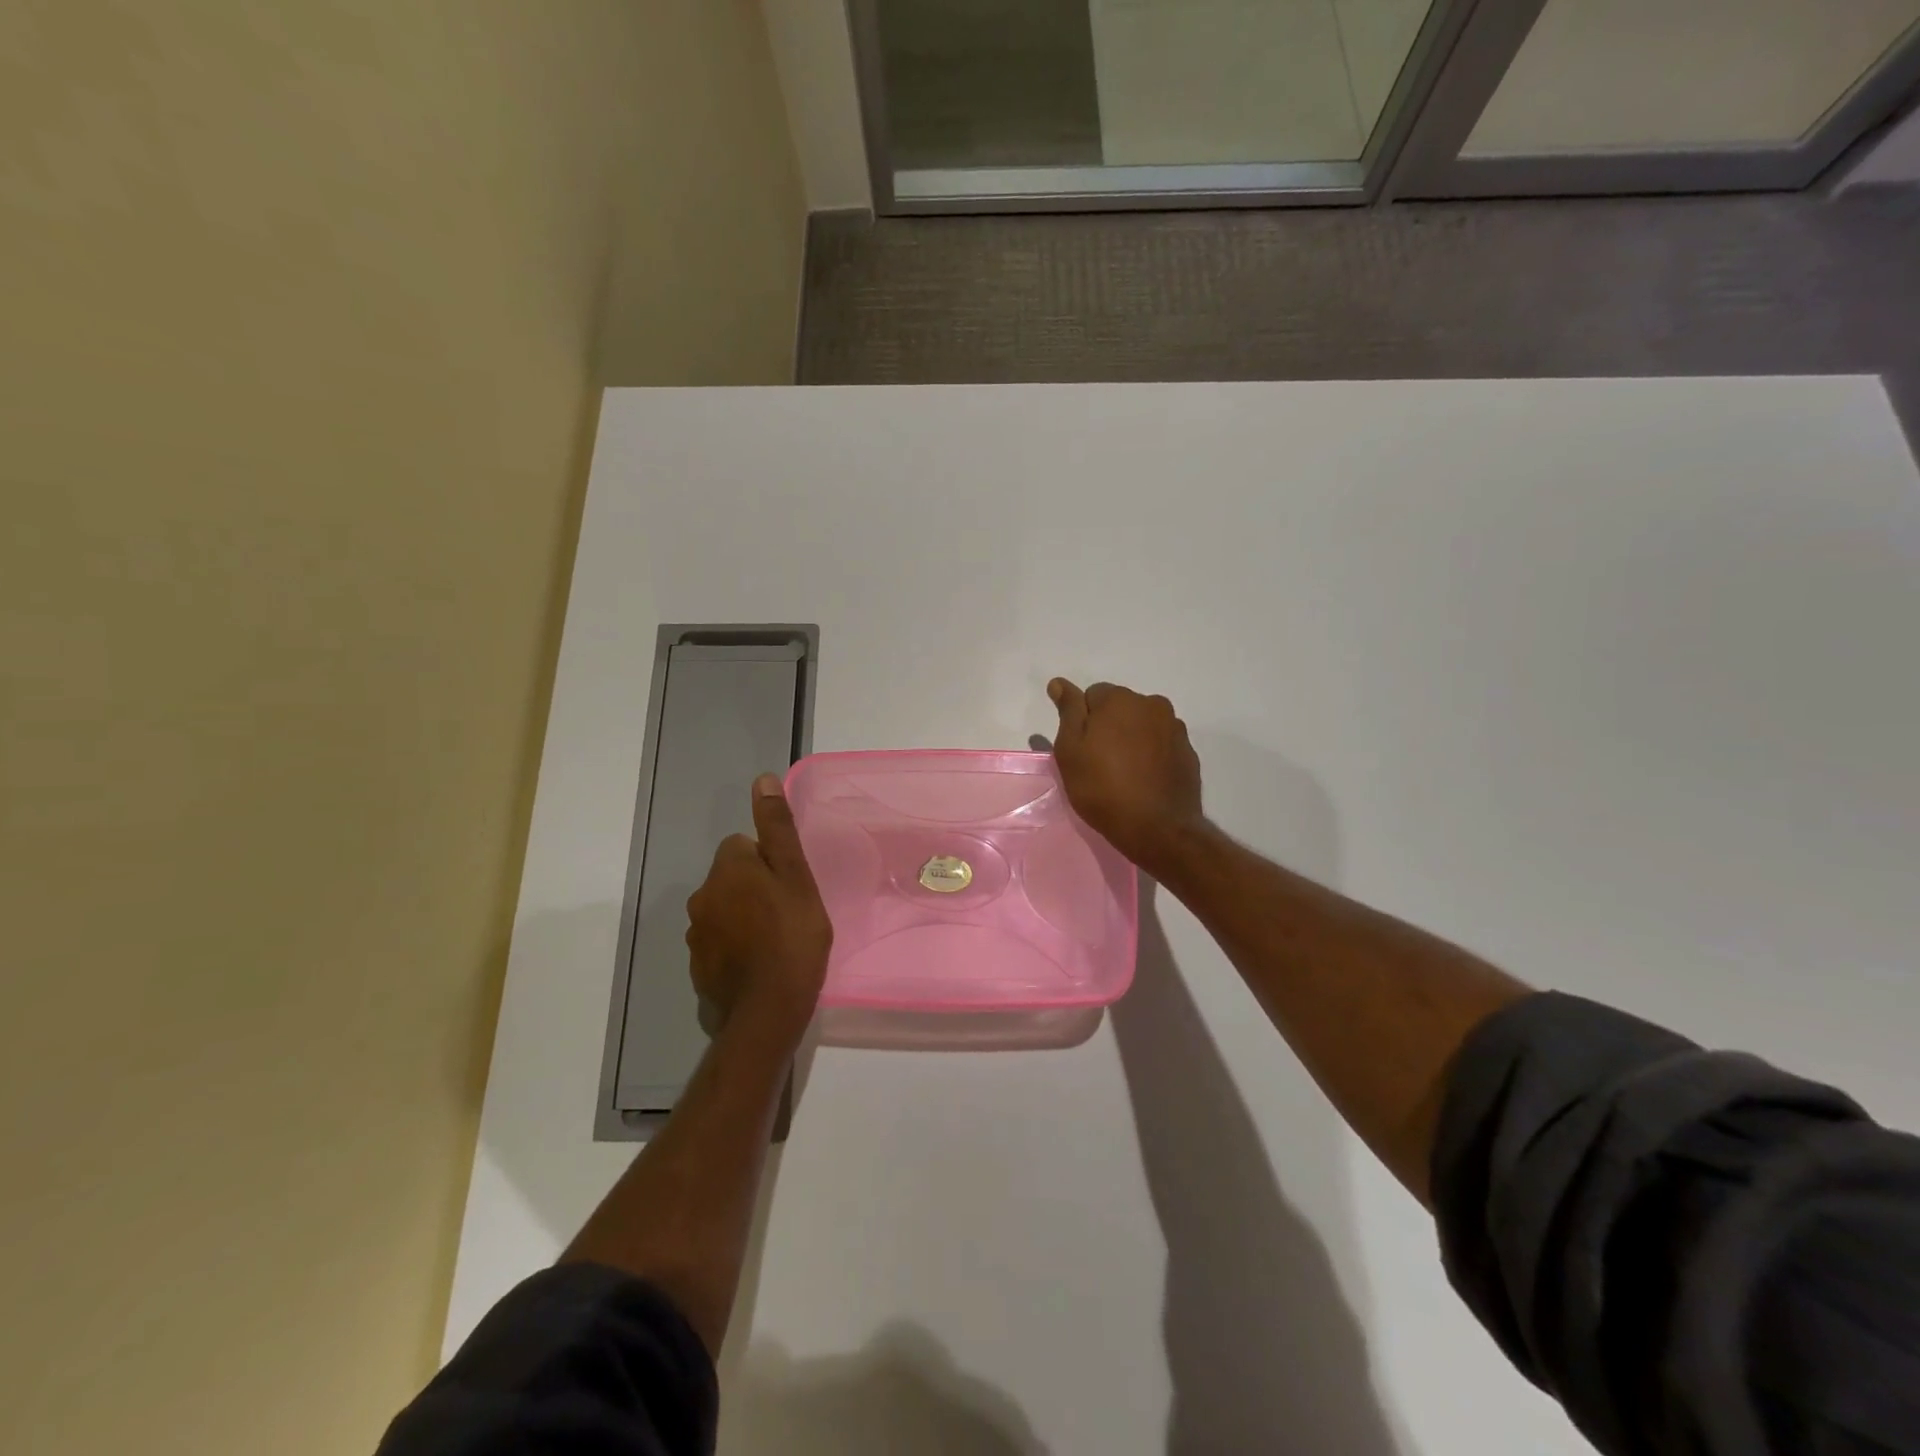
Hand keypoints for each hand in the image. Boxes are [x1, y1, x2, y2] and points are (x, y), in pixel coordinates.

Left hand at [686, 774, 832, 1043]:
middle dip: (753, 887)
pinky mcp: (698, 965)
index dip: (767, 861)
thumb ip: (777, 829)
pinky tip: (758, 963)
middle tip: (788, 911)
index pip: (741, 845)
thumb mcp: (795, 876)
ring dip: (743, 916)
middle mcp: (703, 896)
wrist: (768, 1010)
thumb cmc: (792, 935)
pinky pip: (718, 942)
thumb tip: (761, 780)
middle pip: (730, 877)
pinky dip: (735, 946)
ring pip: (723, 909)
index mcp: (727, 869)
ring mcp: (697, 934)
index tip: (789, 884)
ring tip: (775, 940)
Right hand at [1048, 678, 1206, 871]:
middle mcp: (1151, 704)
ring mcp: (1174, 727)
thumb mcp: (1070, 750)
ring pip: (1142, 725)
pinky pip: (1161, 743)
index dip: (1082, 722)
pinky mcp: (1188, 751)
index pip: (1092, 695)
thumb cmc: (1102, 788)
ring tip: (1124, 774)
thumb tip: (1059, 682)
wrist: (1157, 828)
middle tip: (1099, 763)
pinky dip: (1151, 754)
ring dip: (1132, 739)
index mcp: (1120, 699)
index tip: (1082, 749)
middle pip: (1120, 707)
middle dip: (1109, 726)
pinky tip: (1144, 780)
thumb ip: (1068, 711)